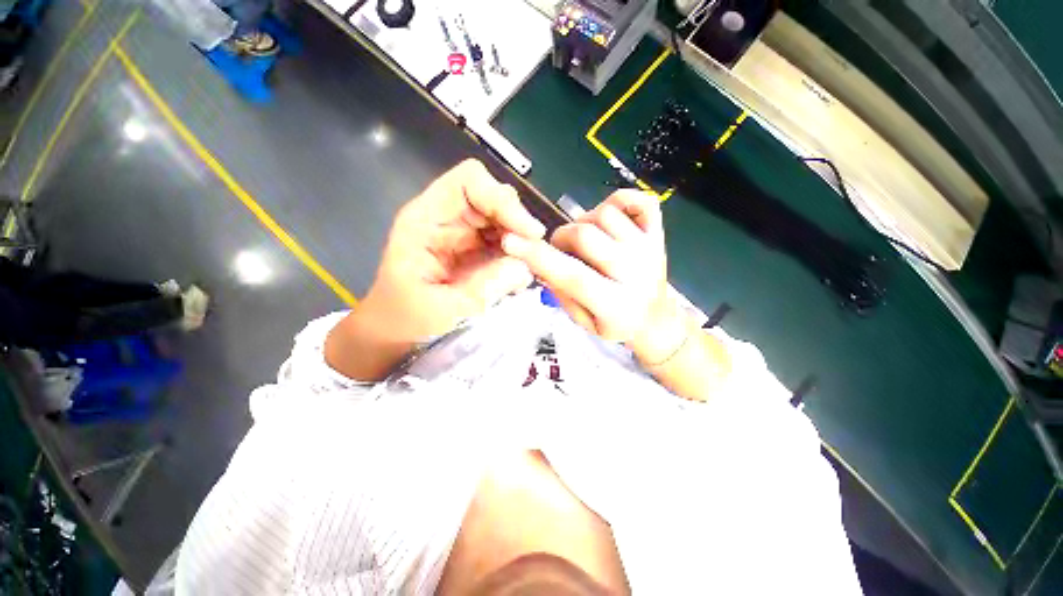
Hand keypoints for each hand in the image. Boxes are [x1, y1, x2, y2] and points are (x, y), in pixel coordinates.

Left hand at [363, 159, 544, 340]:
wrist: (397, 334)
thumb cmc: (406, 321)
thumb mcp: (442, 311)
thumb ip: (483, 289)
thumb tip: (524, 266)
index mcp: (426, 220)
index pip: (470, 181)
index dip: (502, 200)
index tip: (527, 232)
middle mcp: (447, 219)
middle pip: (493, 197)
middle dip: (517, 223)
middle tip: (532, 254)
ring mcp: (464, 234)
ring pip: (504, 219)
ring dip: (521, 240)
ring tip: (527, 267)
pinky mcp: (477, 251)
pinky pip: (507, 241)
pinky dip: (519, 254)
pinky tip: (518, 275)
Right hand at [501, 190, 688, 363]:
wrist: (656, 319)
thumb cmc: (616, 324)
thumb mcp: (584, 323)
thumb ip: (562, 294)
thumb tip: (539, 263)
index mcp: (615, 304)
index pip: (573, 275)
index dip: (539, 257)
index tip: (510, 241)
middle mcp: (635, 272)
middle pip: (586, 235)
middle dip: (562, 238)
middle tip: (562, 249)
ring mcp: (649, 248)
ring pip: (605, 214)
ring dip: (584, 223)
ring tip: (587, 240)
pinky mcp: (658, 233)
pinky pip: (639, 200)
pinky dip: (619, 200)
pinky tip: (608, 218)